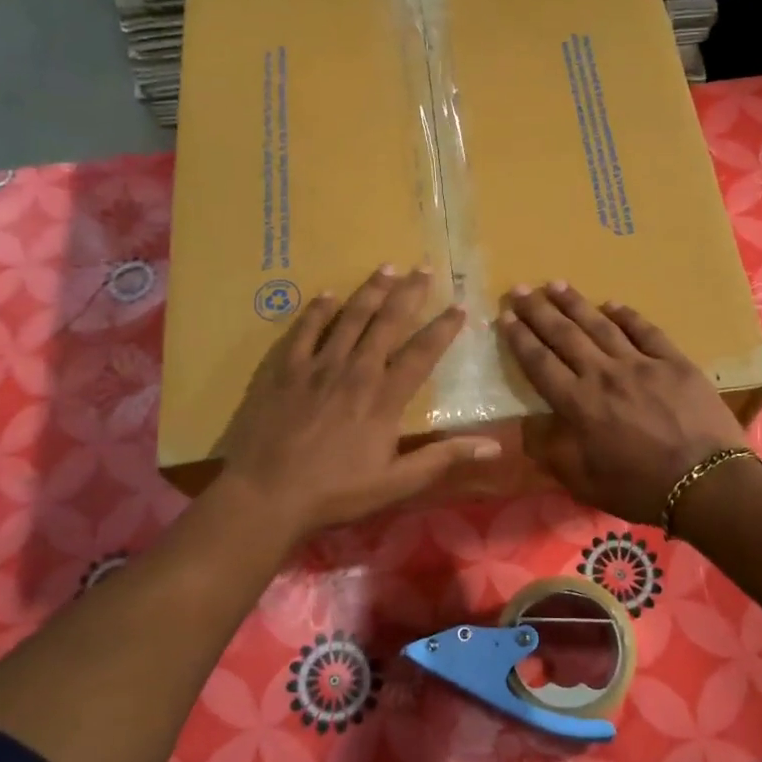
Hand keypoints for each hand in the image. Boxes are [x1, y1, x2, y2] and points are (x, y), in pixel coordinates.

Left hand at [217, 266, 499, 540]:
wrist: (266, 494)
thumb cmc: (335, 492)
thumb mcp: (397, 483)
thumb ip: (443, 458)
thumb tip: (494, 446)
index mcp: (384, 399)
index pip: (421, 354)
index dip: (442, 329)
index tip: (459, 306)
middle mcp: (355, 372)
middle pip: (386, 324)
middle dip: (408, 293)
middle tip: (424, 268)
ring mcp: (316, 366)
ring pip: (349, 318)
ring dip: (370, 291)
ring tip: (386, 267)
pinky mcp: (283, 369)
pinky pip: (304, 330)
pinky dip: (318, 310)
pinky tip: (327, 295)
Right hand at [498, 282, 748, 524]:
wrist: (706, 484)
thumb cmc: (640, 489)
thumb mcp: (584, 483)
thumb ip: (553, 454)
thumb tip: (528, 431)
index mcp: (579, 405)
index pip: (540, 363)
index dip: (520, 339)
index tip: (505, 317)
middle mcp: (604, 375)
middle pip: (564, 335)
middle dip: (538, 311)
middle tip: (520, 289)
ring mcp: (641, 364)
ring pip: (601, 325)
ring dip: (575, 304)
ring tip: (556, 284)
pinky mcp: (674, 362)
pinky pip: (645, 331)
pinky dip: (626, 315)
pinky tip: (612, 304)